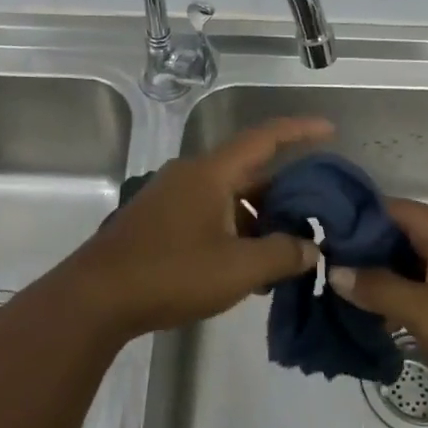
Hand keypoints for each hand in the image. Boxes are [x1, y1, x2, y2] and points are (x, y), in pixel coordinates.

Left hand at [58, 116, 334, 343]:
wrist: (97, 298)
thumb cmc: (171, 274)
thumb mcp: (237, 269)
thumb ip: (282, 255)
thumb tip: (311, 249)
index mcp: (211, 172)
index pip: (264, 138)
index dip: (299, 130)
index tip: (330, 130)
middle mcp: (192, 175)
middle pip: (249, 171)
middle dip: (284, 192)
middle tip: (316, 213)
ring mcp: (172, 197)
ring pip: (229, 196)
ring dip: (258, 218)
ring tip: (286, 251)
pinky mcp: (160, 220)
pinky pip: (210, 213)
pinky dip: (235, 230)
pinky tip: (247, 266)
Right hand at [329, 198, 427, 412]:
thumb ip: (378, 289)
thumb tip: (336, 270)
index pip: (384, 207)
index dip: (350, 224)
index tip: (320, 249)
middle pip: (399, 231)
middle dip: (366, 256)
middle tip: (332, 283)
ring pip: (417, 256)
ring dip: (389, 278)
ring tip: (354, 305)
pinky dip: (413, 291)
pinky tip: (393, 320)